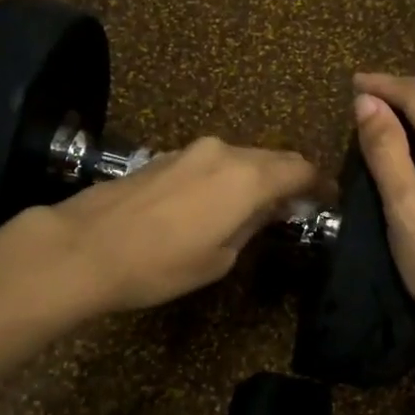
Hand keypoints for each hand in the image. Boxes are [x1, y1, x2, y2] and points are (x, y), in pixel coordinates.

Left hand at [34, 137, 318, 313]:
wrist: (86, 247)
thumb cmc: (161, 264)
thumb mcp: (219, 258)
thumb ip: (251, 225)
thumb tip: (268, 209)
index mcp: (247, 177)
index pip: (299, 168)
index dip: (319, 183)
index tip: (329, 198)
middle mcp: (223, 152)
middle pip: (271, 157)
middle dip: (288, 178)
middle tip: (297, 204)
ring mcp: (189, 150)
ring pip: (238, 158)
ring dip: (254, 176)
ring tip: (256, 206)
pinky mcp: (163, 156)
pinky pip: (210, 162)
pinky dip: (225, 177)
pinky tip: (215, 202)